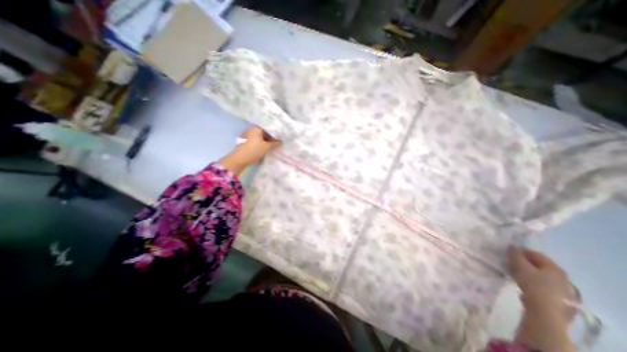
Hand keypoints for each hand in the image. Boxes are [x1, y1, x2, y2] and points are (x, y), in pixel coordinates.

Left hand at [218, 127, 279, 175]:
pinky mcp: (244, 140)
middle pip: (264, 131)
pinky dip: (260, 142)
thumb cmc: (254, 150)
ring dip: (265, 140)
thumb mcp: (266, 147)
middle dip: (270, 136)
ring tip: (271, 145)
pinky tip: (264, 146)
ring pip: (259, 136)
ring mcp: (247, 134)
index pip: (269, 128)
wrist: (239, 159)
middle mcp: (251, 128)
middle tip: (277, 142)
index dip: (275, 133)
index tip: (280, 137)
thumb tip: (280, 141)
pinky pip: (255, 139)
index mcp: (257, 128)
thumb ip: (274, 143)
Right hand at [509, 245, 571, 315]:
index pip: (536, 254)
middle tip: (509, 262)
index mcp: (556, 268)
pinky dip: (532, 282)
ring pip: (541, 276)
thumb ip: (515, 255)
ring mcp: (563, 290)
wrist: (546, 312)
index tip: (508, 252)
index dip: (521, 251)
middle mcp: (563, 278)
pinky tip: (522, 284)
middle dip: (524, 262)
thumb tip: (512, 246)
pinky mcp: (559, 300)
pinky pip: (542, 285)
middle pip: (540, 266)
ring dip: (527, 272)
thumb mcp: (520, 266)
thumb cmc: (534, 285)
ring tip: (514, 273)